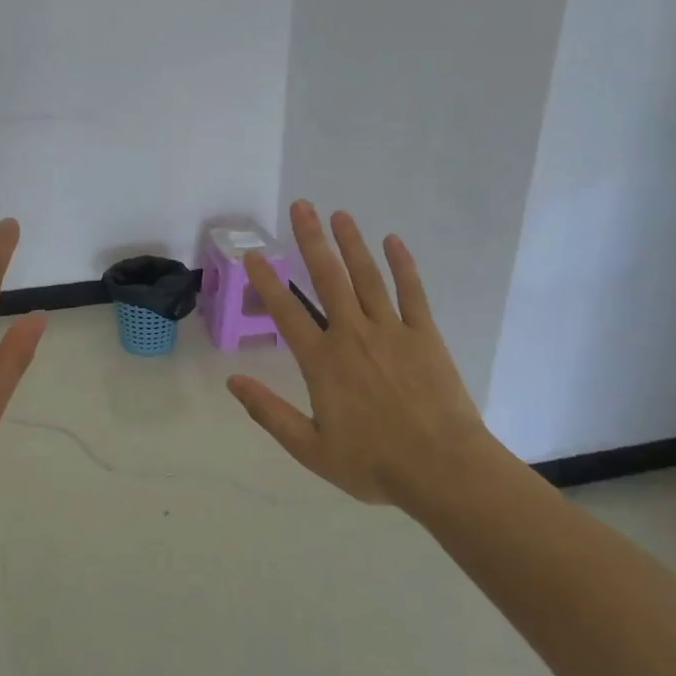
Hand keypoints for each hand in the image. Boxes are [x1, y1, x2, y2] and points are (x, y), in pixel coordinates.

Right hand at [225, 201, 500, 507]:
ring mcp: (391, 331)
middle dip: (311, 240)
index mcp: (323, 362)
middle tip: (301, 206)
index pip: (287, 313)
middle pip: (328, 278)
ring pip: (367, 277)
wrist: (443, 469)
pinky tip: (394, 241)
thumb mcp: (310, 448)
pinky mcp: (424, 335)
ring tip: (339, 214)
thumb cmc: (373, 463)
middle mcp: (353, 335)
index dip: (267, 282)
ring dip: (352, 243)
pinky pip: (411, 292)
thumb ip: (269, 413)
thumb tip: (232, 382)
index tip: (254, 255)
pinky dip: (403, 265)